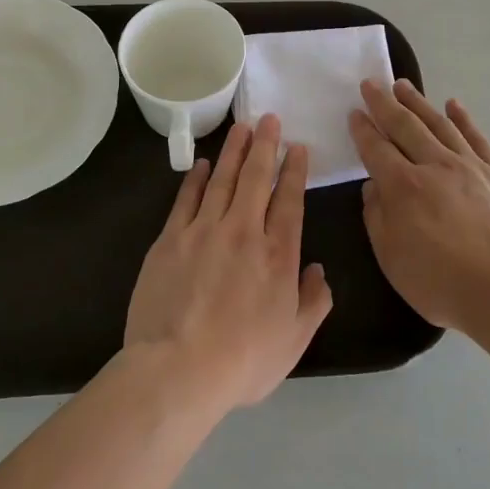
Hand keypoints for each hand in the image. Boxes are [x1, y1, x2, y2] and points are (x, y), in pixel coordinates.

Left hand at [124, 114, 333, 413]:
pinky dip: (197, 178)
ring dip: (235, 151)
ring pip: (223, 179)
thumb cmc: (243, 360)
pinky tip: (204, 163)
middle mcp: (243, 231)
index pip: (290, 200)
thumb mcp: (294, 340)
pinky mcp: (171, 239)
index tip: (297, 147)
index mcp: (278, 254)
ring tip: (242, 127)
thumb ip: (313, 302)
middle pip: (257, 178)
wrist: (178, 369)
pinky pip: (187, 198)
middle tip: (269, 118)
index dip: (294, 171)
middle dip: (265, 145)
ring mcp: (204, 231)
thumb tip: (319, 271)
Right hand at [350, 79, 489, 340]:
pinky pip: (477, 138)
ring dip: (418, 103)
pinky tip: (453, 105)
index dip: (363, 129)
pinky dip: (463, 118)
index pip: (377, 149)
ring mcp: (470, 167)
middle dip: (384, 104)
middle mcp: (435, 166)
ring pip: (439, 124)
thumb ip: (377, 217)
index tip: (354, 112)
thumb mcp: (392, 259)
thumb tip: (374, 186)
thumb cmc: (442, 284)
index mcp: (404, 187)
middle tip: (371, 84)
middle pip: (405, 126)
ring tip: (403, 85)